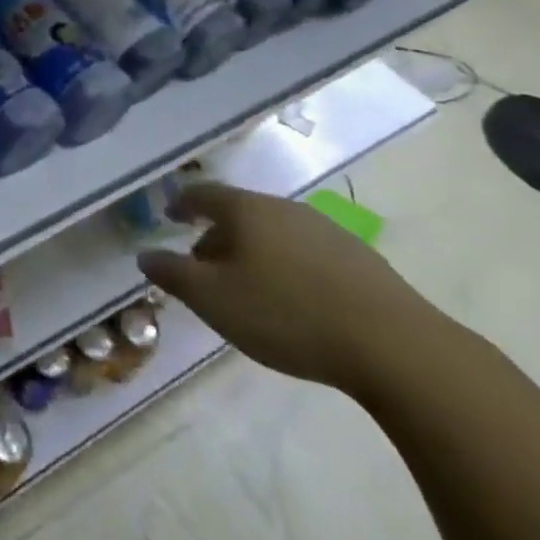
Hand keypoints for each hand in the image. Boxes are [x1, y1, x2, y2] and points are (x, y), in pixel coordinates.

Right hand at [137, 181, 445, 393]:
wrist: (394, 346)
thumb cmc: (286, 314)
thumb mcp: (213, 300)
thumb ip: (172, 275)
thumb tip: (145, 255)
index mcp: (246, 210)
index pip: (203, 194)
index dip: (182, 203)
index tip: (170, 215)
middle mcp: (284, 208)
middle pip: (239, 213)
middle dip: (216, 236)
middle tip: (204, 267)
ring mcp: (326, 230)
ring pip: (274, 233)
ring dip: (252, 252)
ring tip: (247, 288)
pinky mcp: (359, 259)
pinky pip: (305, 252)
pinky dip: (286, 266)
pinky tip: (293, 300)